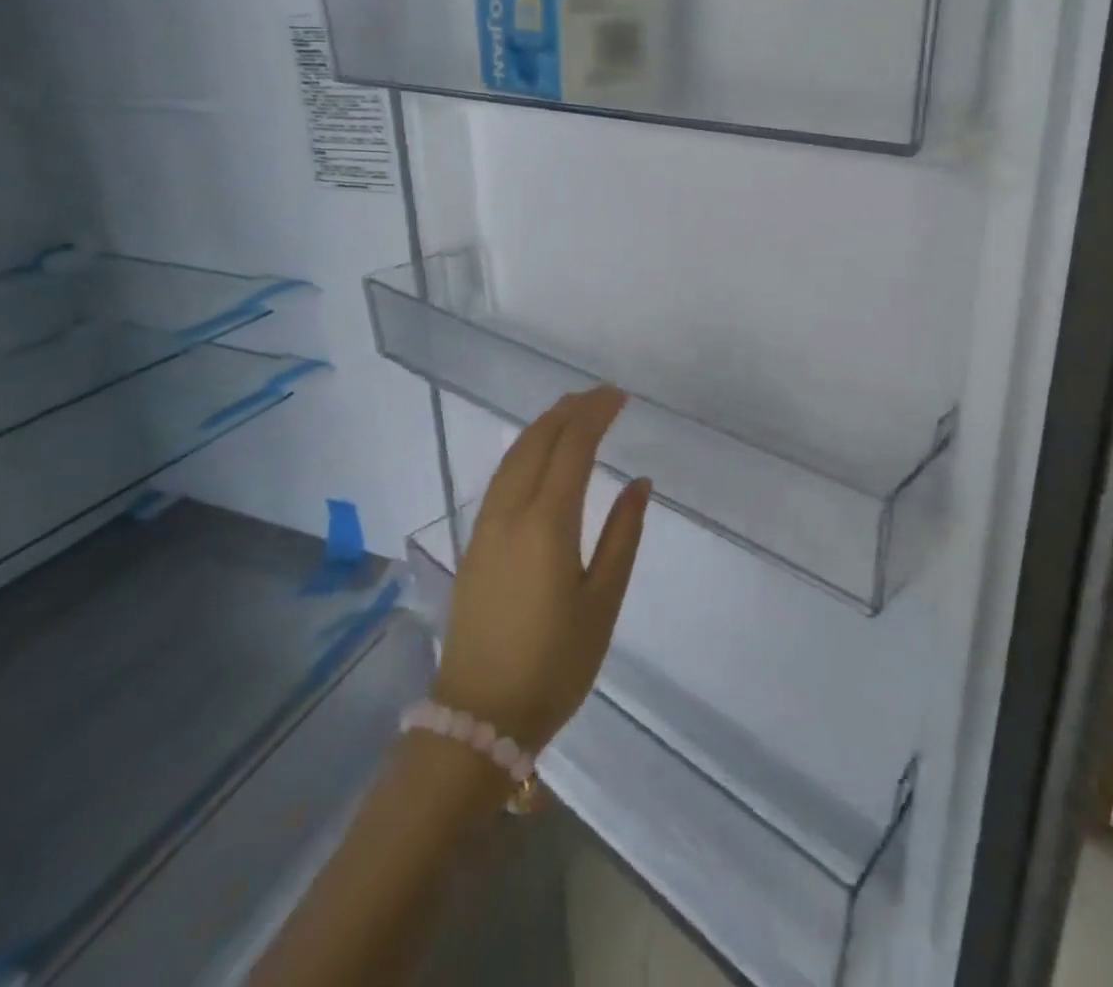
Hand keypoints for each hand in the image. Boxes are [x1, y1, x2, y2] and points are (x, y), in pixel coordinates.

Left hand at [433, 387, 650, 752]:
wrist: (480, 716)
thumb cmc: (555, 664)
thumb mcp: (603, 603)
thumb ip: (623, 536)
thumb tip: (638, 483)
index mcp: (547, 524)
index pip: (572, 448)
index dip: (595, 414)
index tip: (619, 396)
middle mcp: (510, 513)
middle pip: (537, 441)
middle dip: (568, 410)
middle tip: (599, 396)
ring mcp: (485, 526)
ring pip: (513, 456)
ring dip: (543, 426)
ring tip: (571, 411)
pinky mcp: (474, 542)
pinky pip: (501, 477)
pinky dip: (524, 450)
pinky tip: (537, 454)